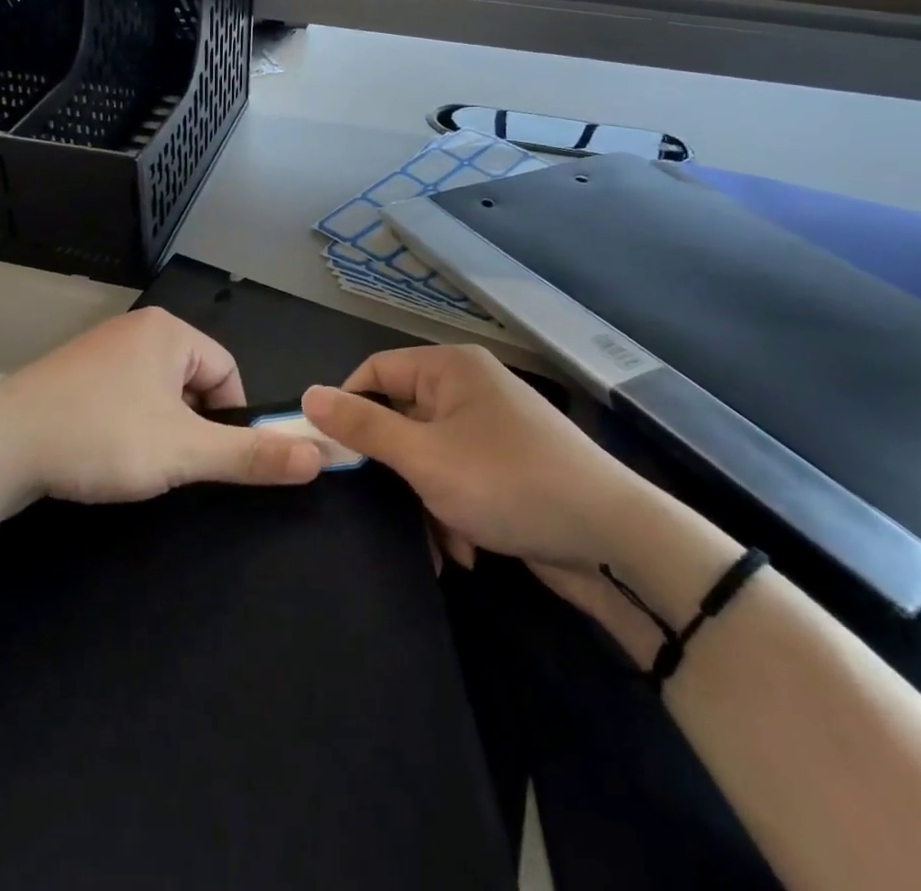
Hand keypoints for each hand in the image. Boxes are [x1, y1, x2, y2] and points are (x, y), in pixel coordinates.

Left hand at [0, 308, 321, 504]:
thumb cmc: (101, 437)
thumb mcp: (184, 451)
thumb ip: (251, 455)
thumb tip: (319, 455)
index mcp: (169, 331)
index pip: (228, 372)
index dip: (230, 420)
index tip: (208, 459)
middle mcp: (137, 329)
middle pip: (193, 382)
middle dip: (190, 426)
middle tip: (168, 464)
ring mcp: (100, 349)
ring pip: (157, 393)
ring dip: (159, 430)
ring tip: (133, 463)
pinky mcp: (73, 374)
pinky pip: (122, 397)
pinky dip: (125, 426)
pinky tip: (103, 453)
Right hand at [301, 345, 639, 568]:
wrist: (612, 541)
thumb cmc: (508, 483)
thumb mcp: (425, 457)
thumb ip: (364, 427)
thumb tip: (308, 395)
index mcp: (449, 368)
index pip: (375, 372)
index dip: (348, 409)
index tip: (330, 455)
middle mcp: (468, 389)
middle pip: (401, 418)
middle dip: (392, 470)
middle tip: (377, 506)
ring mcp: (490, 428)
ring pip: (427, 456)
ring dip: (423, 500)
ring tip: (437, 542)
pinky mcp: (506, 466)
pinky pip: (457, 477)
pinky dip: (452, 510)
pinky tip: (464, 550)